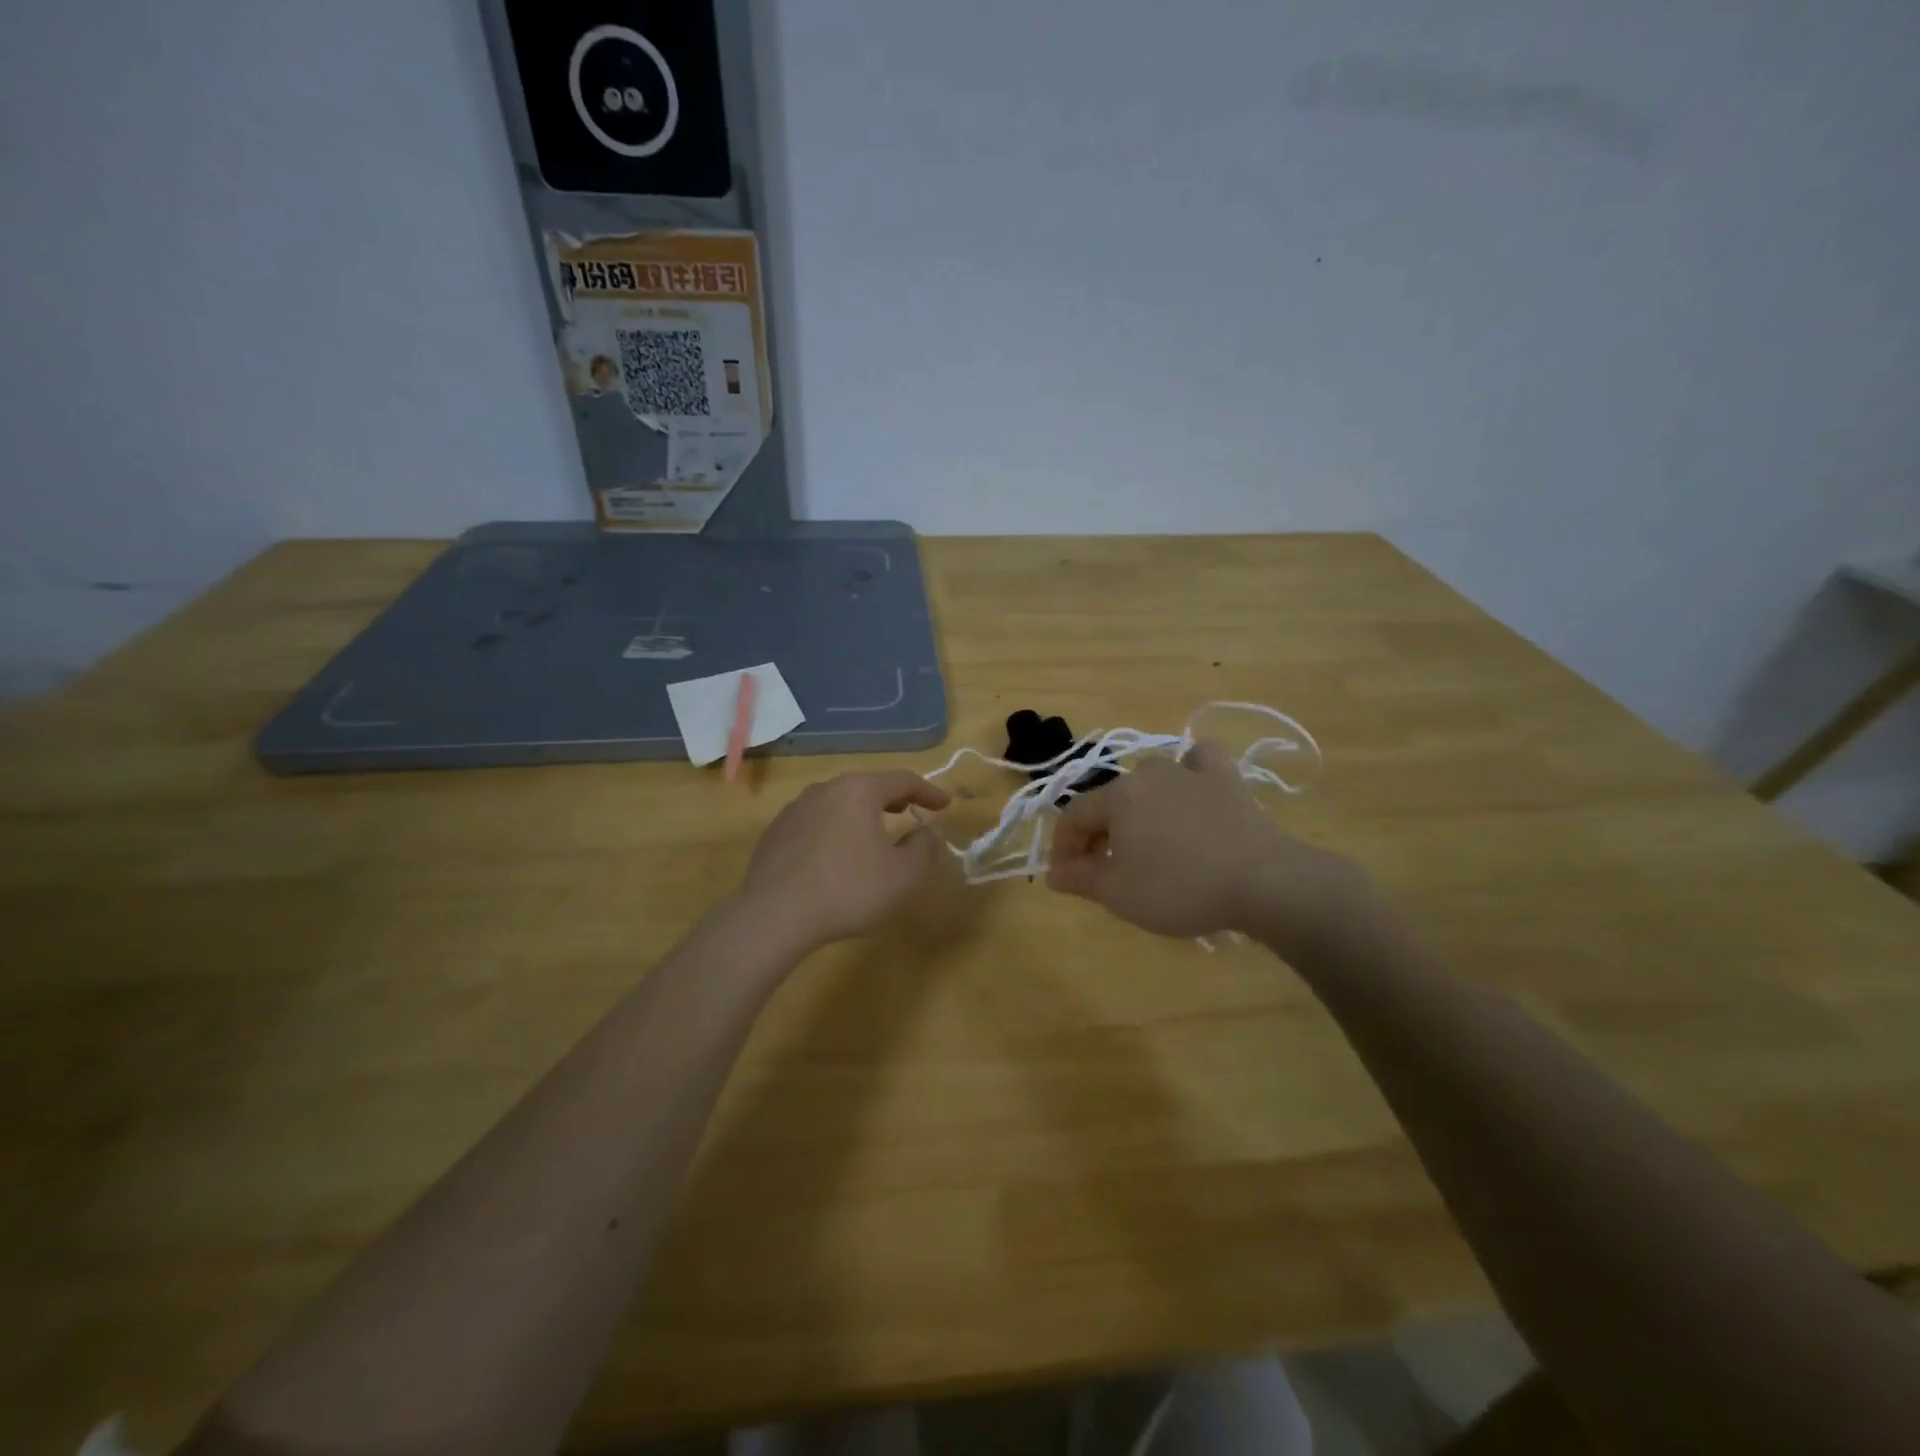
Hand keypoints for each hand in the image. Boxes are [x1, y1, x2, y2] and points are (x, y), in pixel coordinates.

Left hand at [737, 771, 952, 953]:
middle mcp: (825, 790)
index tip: (945, 805)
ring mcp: (795, 810)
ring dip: (861, 814)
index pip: (902, 780)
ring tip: (874, 832)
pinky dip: (835, 831)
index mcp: (858, 791)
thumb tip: (928, 832)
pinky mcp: (775, 834)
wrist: (774, 916)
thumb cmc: (849, 890)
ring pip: (838, 803)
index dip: (928, 791)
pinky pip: (816, 824)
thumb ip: (924, 848)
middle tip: (910, 810)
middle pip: (867, 786)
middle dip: (893, 798)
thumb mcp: (903, 875)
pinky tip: (836, 856)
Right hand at [1046, 740, 1377, 957]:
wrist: (1262, 881)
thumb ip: (1080, 878)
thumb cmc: (1179, 888)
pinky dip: (1190, 770)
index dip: (1063, 847)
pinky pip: (1200, 762)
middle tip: (1104, 869)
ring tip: (1144, 840)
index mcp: (1117, 797)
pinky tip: (1191, 787)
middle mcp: (1148, 774)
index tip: (1067, 878)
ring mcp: (1190, 772)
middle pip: (1109, 801)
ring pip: (1150, 780)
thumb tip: (1053, 873)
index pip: (1074, 816)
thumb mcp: (1119, 893)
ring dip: (1137, 808)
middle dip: (1099, 834)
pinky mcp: (1227, 780)